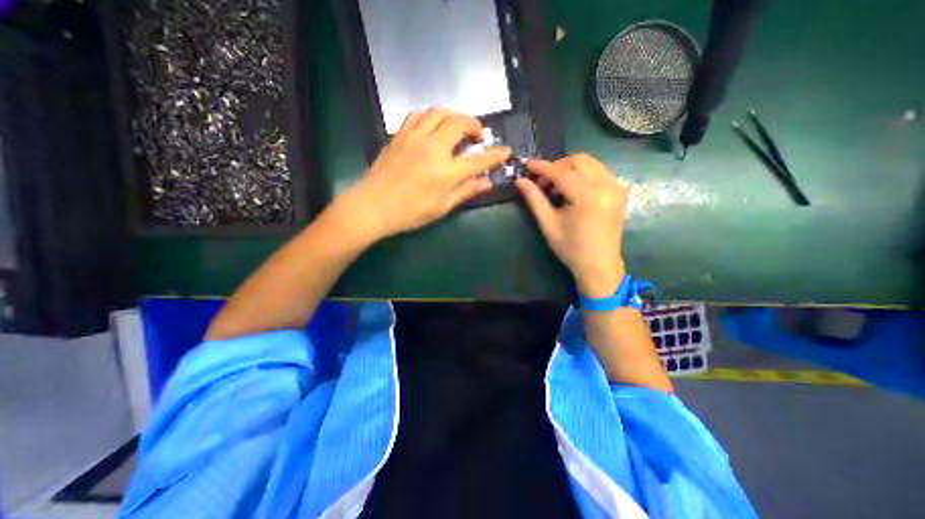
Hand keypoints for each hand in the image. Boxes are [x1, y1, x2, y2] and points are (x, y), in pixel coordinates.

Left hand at [341, 108, 512, 240]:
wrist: (372, 206)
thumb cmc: (410, 213)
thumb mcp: (442, 207)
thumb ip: (466, 191)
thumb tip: (487, 182)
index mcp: (446, 172)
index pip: (479, 159)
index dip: (495, 155)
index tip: (506, 150)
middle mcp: (433, 148)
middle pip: (460, 123)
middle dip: (475, 125)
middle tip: (479, 135)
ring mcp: (414, 137)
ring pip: (439, 112)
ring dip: (454, 116)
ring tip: (458, 127)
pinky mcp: (400, 135)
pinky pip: (418, 115)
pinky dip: (431, 116)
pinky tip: (433, 127)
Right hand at [514, 152, 627, 297]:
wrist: (599, 265)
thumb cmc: (571, 248)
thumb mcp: (548, 224)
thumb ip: (534, 199)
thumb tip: (520, 180)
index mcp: (587, 196)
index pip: (560, 172)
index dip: (541, 167)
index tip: (526, 164)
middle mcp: (606, 185)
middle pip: (578, 160)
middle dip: (556, 166)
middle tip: (542, 182)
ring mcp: (616, 186)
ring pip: (589, 163)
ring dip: (569, 169)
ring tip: (556, 187)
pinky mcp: (620, 190)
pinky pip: (599, 171)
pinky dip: (582, 174)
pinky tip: (573, 189)